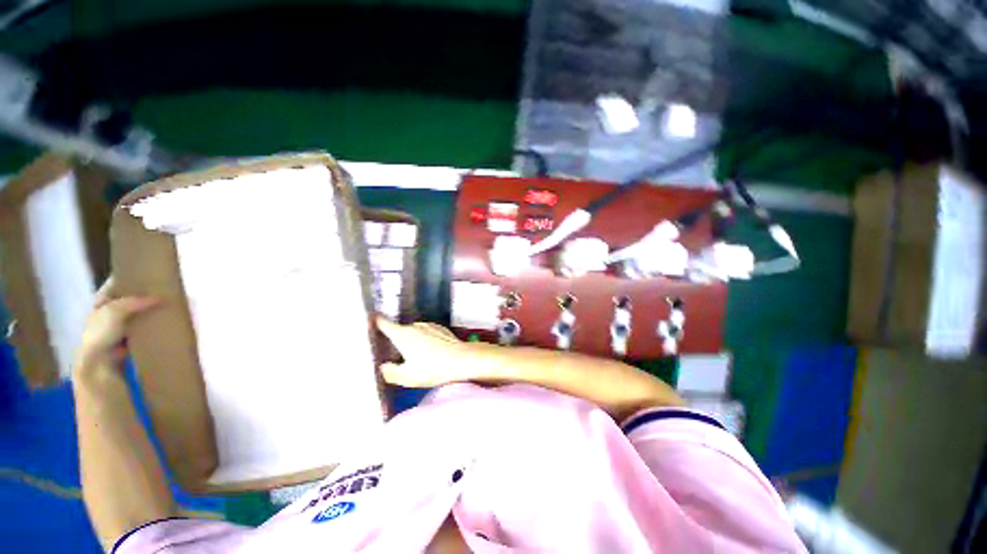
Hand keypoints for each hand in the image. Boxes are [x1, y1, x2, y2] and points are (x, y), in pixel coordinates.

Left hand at [76, 277, 158, 371]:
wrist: (99, 364)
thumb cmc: (100, 333)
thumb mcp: (115, 311)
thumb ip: (136, 301)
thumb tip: (162, 297)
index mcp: (102, 299)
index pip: (118, 282)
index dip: (133, 276)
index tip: (152, 272)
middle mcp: (110, 310)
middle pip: (131, 298)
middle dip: (147, 295)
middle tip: (167, 290)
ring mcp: (120, 326)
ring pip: (140, 313)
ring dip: (152, 311)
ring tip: (172, 306)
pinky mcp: (131, 338)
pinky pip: (145, 328)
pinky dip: (154, 325)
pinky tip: (166, 323)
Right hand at [375, 316, 478, 387]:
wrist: (462, 359)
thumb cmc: (432, 368)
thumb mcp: (406, 376)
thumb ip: (390, 372)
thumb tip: (383, 366)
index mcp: (402, 334)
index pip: (383, 323)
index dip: (375, 321)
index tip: (369, 319)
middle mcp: (414, 325)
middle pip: (400, 331)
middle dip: (397, 341)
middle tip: (398, 357)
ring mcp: (429, 325)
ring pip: (415, 332)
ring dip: (413, 341)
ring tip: (419, 358)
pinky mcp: (441, 328)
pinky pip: (427, 333)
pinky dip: (426, 340)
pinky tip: (432, 354)